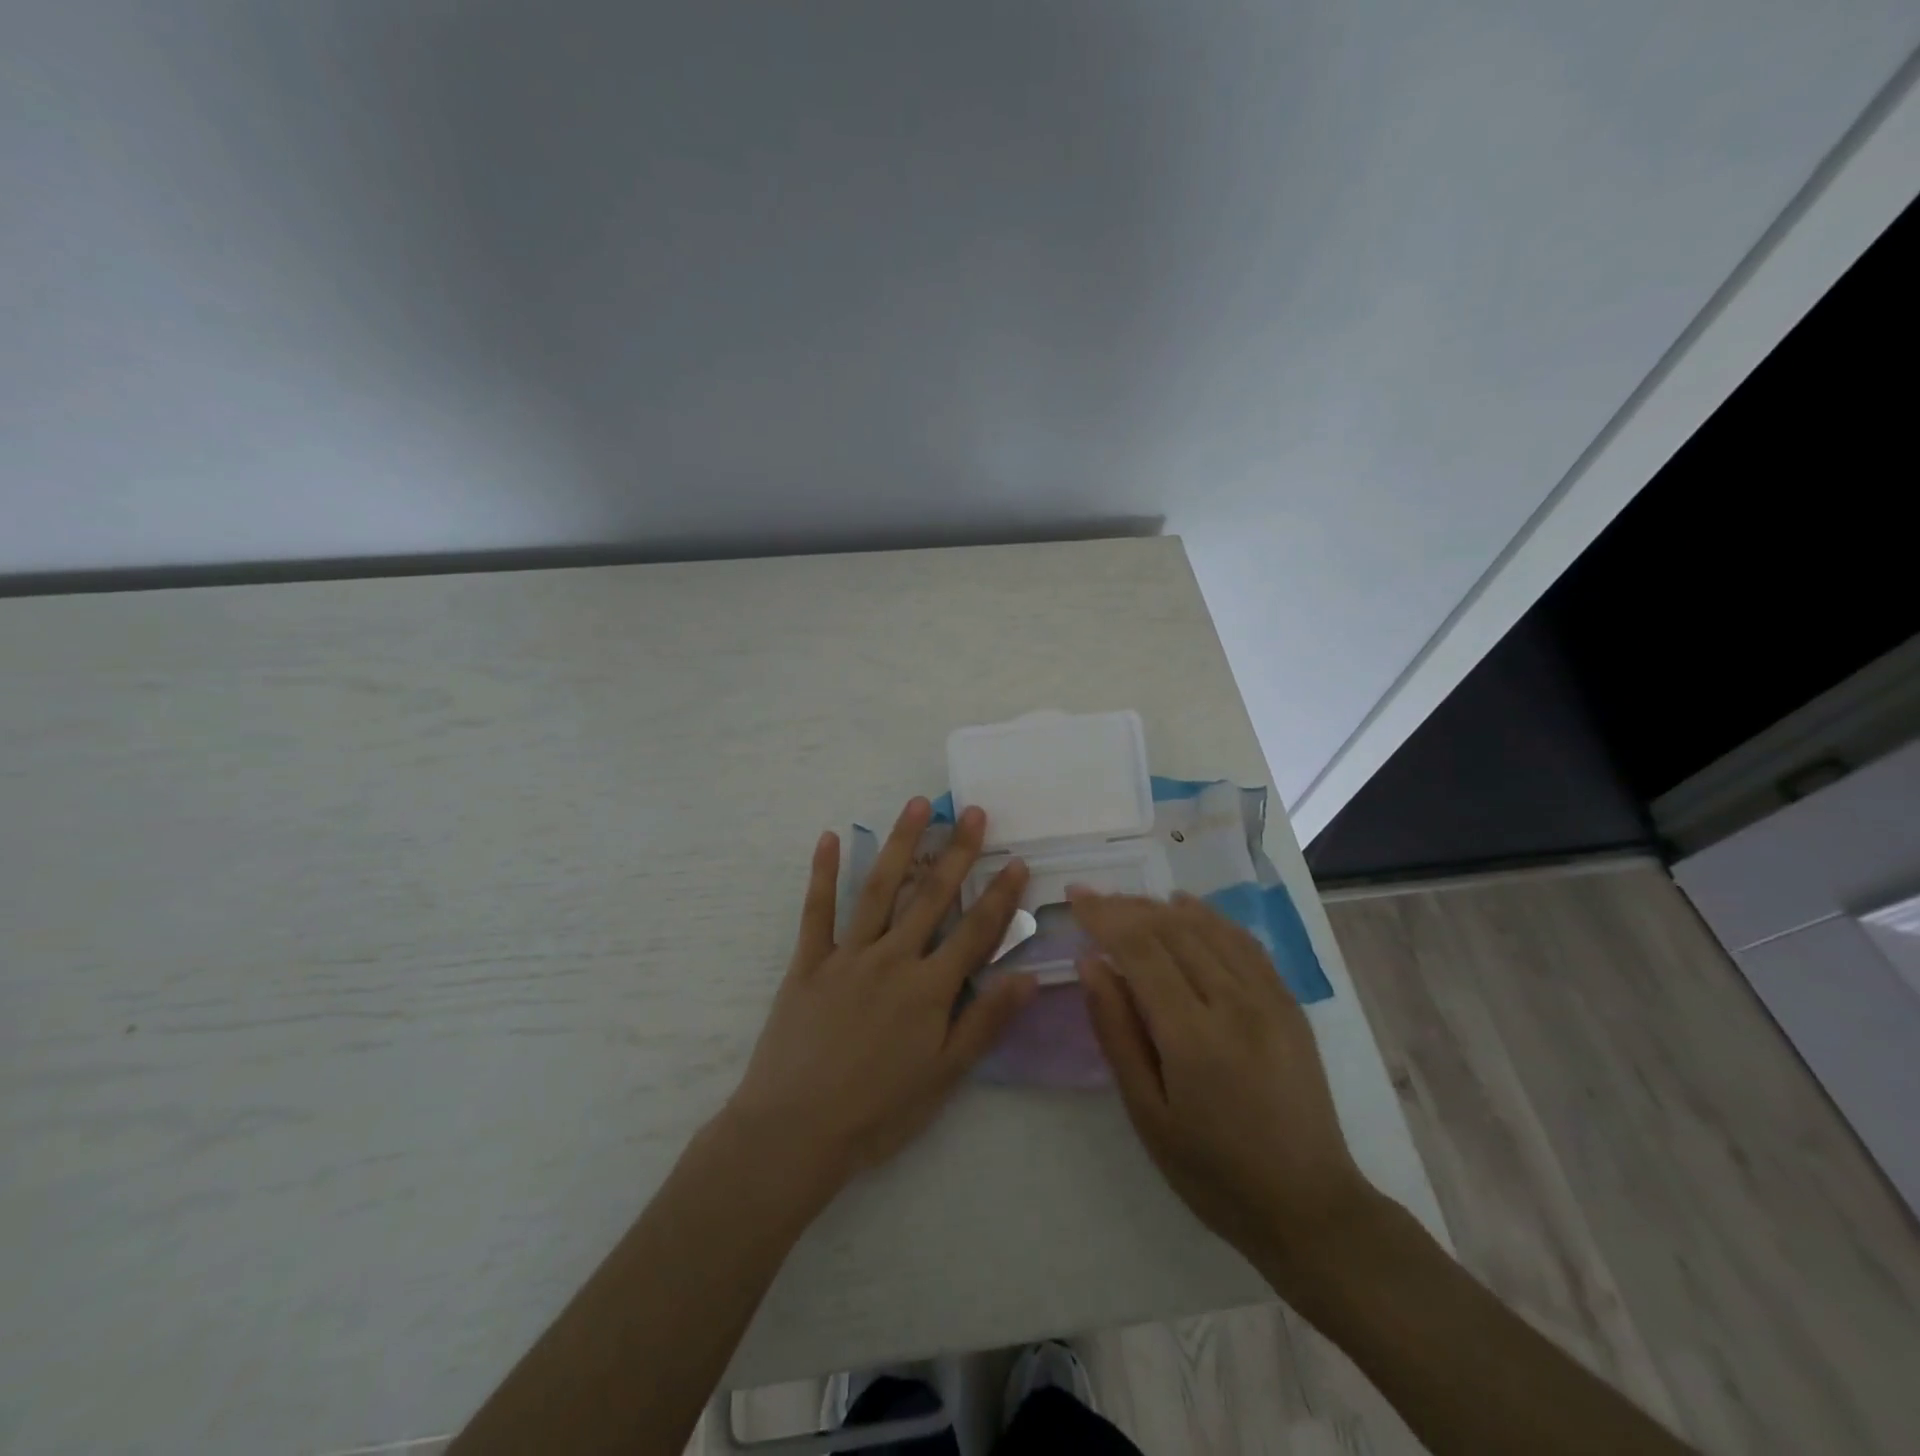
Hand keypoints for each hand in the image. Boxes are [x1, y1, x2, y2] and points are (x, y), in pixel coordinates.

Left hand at [724, 798, 1035, 1193]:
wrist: (794, 1130)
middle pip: (931, 897)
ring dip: (900, 845)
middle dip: (957, 852)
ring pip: (878, 890)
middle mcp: (892, 959)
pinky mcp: (808, 962)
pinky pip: (816, 911)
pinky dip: (823, 873)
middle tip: (972, 811)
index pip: (975, 932)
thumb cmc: (877, 1110)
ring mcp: (847, 956)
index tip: (1017, 860)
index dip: (1000, 895)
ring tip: (917, 806)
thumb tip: (1030, 977)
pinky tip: (830, 838)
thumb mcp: (944, 1076)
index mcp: (929, 989)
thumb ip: (986, 1022)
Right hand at [1071, 889, 1373, 1277]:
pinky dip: (1209, 917)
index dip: (1104, 916)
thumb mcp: (1147, 1113)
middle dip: (1126, 907)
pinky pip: (1243, 942)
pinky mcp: (1289, 1003)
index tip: (1075, 896)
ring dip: (1162, 907)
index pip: (1140, 950)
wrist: (1309, 1207)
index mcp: (1193, 1035)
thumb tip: (1090, 964)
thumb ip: (1116, 1032)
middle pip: (1172, 929)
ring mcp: (1269, 998)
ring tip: (1128, 902)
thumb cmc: (1212, 1171)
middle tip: (1093, 898)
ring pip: (1207, 927)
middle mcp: (1234, 1003)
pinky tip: (1186, 909)